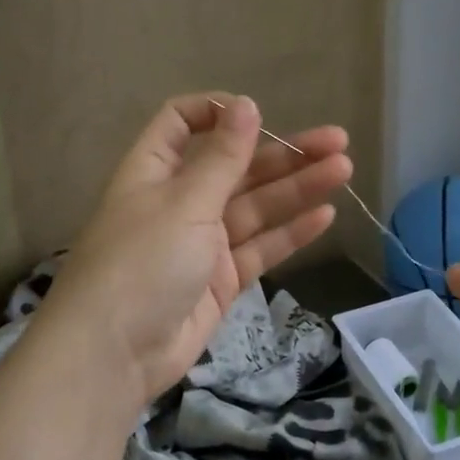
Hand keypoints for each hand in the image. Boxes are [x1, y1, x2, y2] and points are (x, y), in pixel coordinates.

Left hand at [38, 94, 351, 416]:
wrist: (115, 355)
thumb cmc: (142, 263)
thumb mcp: (184, 203)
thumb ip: (222, 157)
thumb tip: (245, 104)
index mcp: (156, 170)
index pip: (182, 123)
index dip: (218, 112)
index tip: (258, 114)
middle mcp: (179, 201)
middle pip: (235, 166)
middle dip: (284, 153)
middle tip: (337, 142)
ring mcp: (201, 242)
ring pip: (256, 207)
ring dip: (297, 188)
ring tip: (344, 169)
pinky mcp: (220, 280)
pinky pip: (259, 248)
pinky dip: (290, 233)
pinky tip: (325, 215)